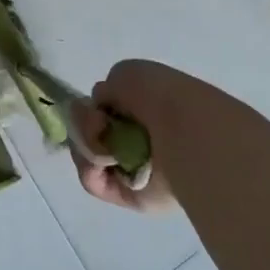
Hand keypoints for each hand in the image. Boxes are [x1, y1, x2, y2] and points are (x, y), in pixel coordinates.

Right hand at [67, 59, 207, 216]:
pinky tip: (105, 155)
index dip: (92, 109)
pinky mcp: (129, 196)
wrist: (184, 131)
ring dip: (86, 142)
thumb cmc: (159, 97)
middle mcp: (139, 141)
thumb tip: (101, 113)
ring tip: (103, 138)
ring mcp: (134, 169)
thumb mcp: (126, 73)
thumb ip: (106, 90)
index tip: (94, 105)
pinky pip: (93, 181)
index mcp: (145, 112)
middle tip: (97, 122)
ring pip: (87, 156)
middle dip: (85, 125)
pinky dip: (90, 165)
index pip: (105, 112)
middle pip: (90, 134)